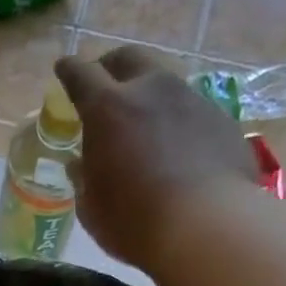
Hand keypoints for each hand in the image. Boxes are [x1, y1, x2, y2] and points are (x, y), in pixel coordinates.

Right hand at [54, 46, 259, 271]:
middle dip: (111, 66)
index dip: (69, 70)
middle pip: (128, 59)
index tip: (63, 68)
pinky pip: (191, 110)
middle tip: (104, 84)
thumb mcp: (92, 208)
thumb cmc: (134, 222)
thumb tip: (79, 165)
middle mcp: (150, 91)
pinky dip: (177, 120)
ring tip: (144, 119)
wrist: (207, 227)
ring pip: (164, 81)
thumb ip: (83, 179)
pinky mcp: (221, 119)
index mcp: (108, 110)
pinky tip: (177, 147)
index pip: (81, 75)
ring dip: (148, 94)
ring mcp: (191, 100)